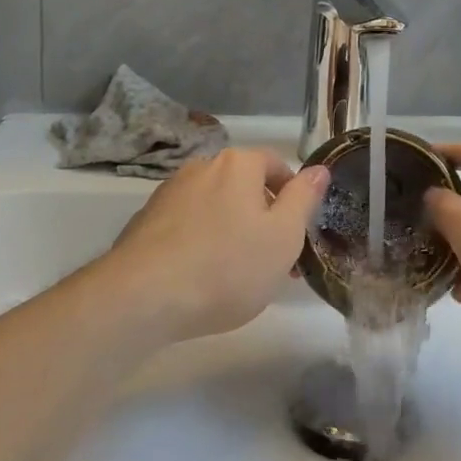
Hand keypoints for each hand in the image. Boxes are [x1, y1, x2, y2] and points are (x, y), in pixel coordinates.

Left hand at [100, 148, 328, 343]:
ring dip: (232, 230)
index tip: (297, 234)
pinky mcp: (145, 221)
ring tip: (237, 276)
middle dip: (263, 217)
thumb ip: (304, 199)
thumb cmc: (226, 266)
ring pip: (215, 206)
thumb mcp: (283, 237)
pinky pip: (187, 225)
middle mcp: (202, 166)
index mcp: (238, 163)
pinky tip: (201, 278)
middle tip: (274, 262)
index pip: (275, 164)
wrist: (142, 297)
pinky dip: (201, 242)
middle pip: (244, 186)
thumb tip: (318, 169)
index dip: (293, 196)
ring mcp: (169, 192)